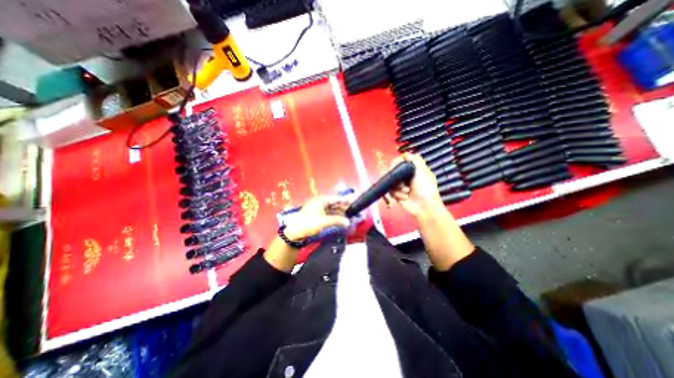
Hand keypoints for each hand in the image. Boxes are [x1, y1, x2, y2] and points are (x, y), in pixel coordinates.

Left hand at [283, 196, 349, 240]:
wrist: (294, 232)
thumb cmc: (307, 224)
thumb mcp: (324, 221)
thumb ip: (337, 220)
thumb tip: (347, 222)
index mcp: (321, 200)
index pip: (336, 198)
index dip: (345, 200)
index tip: (354, 201)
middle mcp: (320, 203)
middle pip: (335, 203)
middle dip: (344, 207)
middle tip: (353, 210)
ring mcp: (318, 209)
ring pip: (332, 209)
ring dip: (340, 212)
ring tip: (349, 215)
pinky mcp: (317, 215)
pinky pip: (329, 214)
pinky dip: (335, 216)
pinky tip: (341, 219)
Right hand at [388, 153, 445, 217]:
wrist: (424, 207)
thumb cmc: (426, 189)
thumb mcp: (423, 171)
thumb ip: (415, 160)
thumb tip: (405, 154)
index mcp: (412, 170)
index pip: (399, 163)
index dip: (395, 164)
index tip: (394, 167)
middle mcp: (405, 177)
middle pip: (392, 172)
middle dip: (396, 178)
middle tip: (401, 182)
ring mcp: (400, 186)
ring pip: (390, 182)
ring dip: (398, 188)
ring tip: (406, 192)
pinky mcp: (396, 194)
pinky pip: (390, 191)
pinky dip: (397, 194)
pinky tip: (404, 197)